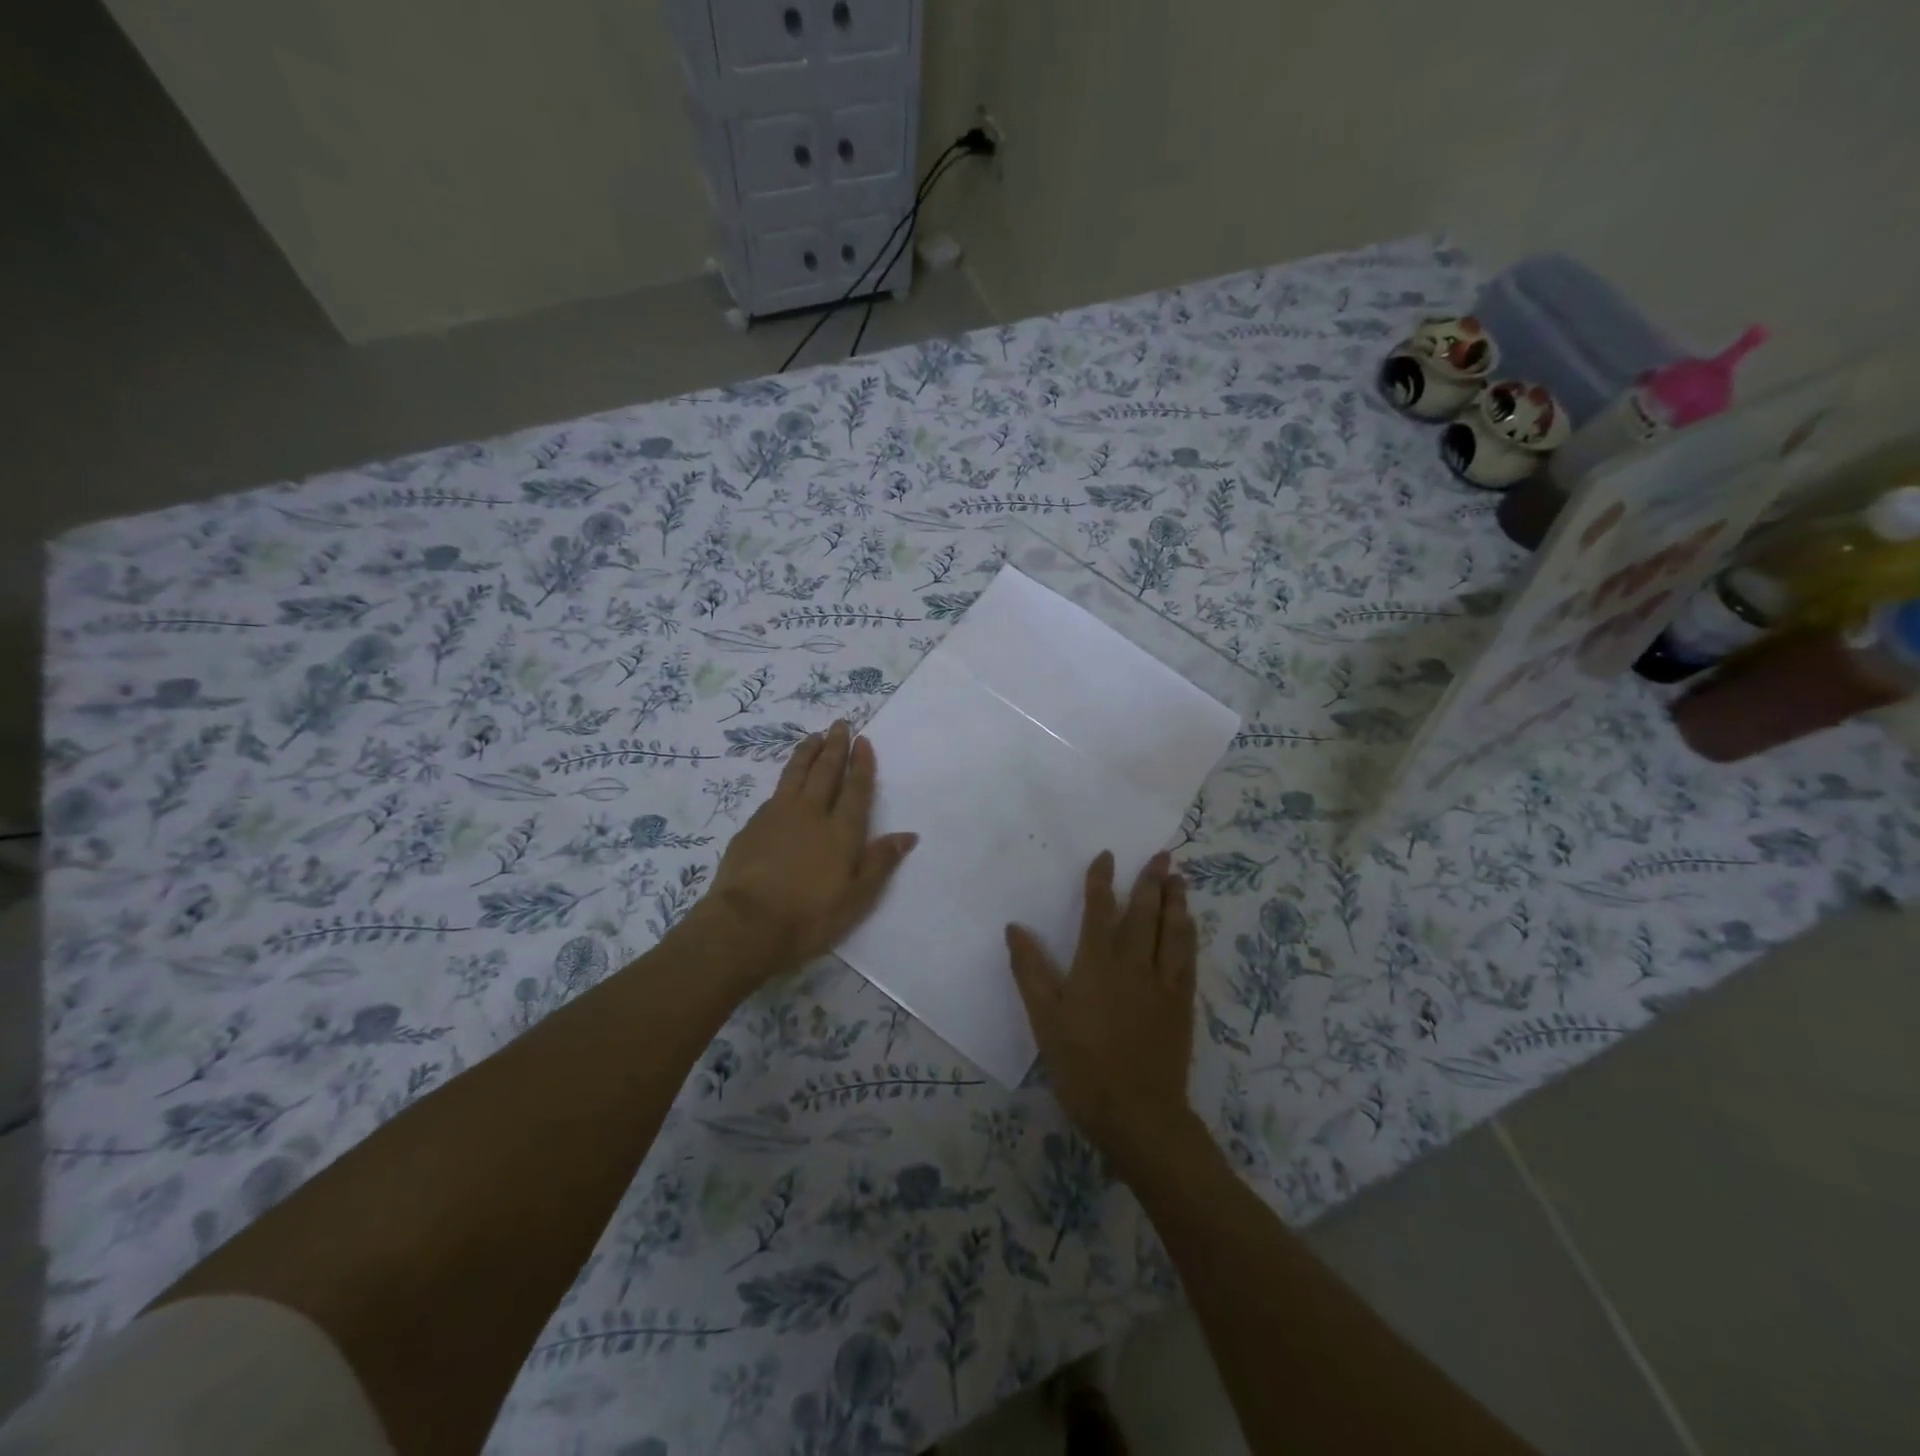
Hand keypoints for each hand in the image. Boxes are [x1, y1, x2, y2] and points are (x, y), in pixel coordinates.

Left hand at [706, 720, 916, 975]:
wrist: (746, 923)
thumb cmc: (809, 916)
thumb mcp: (856, 898)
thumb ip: (880, 862)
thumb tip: (908, 834)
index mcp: (841, 831)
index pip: (855, 788)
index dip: (861, 763)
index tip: (863, 740)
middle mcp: (811, 813)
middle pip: (825, 771)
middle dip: (835, 746)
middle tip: (840, 723)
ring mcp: (778, 815)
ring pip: (796, 773)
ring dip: (807, 752)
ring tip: (814, 736)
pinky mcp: (753, 825)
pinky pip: (775, 792)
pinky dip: (786, 778)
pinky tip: (786, 780)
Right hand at [1006, 850, 1200, 1176]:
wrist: (1138, 1113)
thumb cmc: (1082, 1065)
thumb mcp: (1045, 1019)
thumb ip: (1031, 970)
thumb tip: (1015, 928)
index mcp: (1097, 963)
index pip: (1100, 910)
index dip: (1102, 881)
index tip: (1107, 856)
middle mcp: (1134, 964)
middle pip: (1145, 913)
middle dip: (1151, 881)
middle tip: (1162, 855)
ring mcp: (1163, 983)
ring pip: (1173, 931)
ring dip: (1176, 901)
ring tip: (1179, 879)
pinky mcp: (1181, 1004)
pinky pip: (1188, 958)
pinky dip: (1189, 935)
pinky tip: (1189, 927)